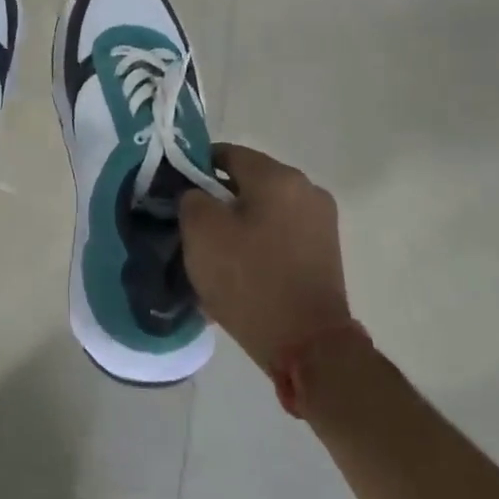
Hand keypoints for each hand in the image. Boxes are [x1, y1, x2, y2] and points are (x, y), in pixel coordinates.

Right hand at [180, 144, 350, 376]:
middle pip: (247, 181)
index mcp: (277, 176)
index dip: (193, 167)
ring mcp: (320, 222)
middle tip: (189, 224)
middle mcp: (306, 190)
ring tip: (212, 250)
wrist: (308, 346)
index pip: (225, 153)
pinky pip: (279, 233)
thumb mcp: (201, 231)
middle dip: (216, 198)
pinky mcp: (324, 252)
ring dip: (237, 222)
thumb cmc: (249, 279)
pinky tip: (238, 267)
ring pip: (263, 209)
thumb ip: (190, 197)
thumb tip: (196, 193)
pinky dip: (257, 241)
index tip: (174, 192)